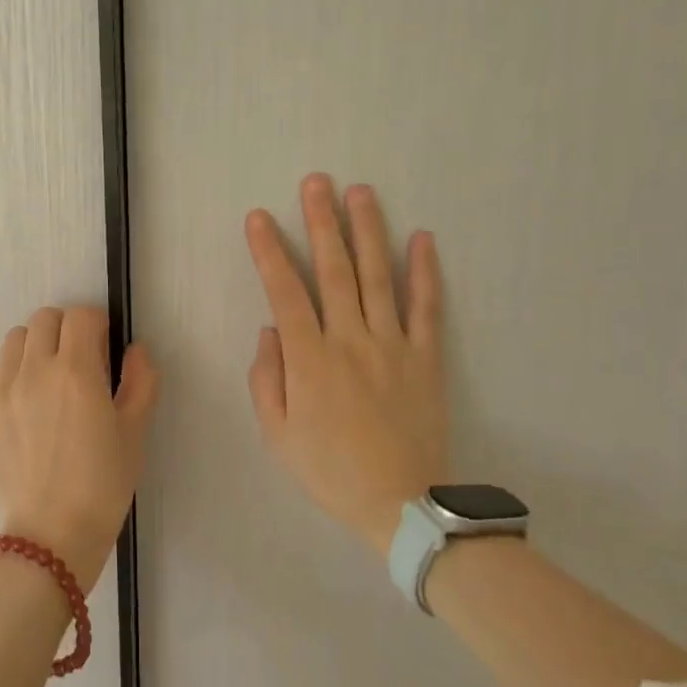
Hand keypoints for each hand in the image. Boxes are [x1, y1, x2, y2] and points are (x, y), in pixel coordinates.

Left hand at [0, 306, 159, 590]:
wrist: (53, 535)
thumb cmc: (103, 484)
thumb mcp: (135, 432)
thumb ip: (141, 381)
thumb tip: (135, 350)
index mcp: (76, 372)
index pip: (81, 316)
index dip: (97, 327)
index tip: (104, 351)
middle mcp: (34, 371)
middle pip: (44, 319)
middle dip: (66, 332)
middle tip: (78, 364)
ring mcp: (2, 392)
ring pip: (14, 340)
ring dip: (35, 348)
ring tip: (47, 381)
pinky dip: (6, 375)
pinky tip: (21, 402)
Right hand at [245, 175, 448, 555]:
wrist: (401, 504)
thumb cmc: (329, 471)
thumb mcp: (277, 435)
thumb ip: (267, 379)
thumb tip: (271, 331)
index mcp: (310, 360)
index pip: (285, 292)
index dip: (270, 251)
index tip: (259, 218)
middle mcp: (351, 340)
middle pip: (334, 270)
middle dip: (322, 222)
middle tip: (316, 182)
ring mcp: (394, 345)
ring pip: (378, 277)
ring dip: (368, 231)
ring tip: (360, 192)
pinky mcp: (427, 358)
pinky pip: (427, 307)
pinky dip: (425, 272)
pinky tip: (422, 238)